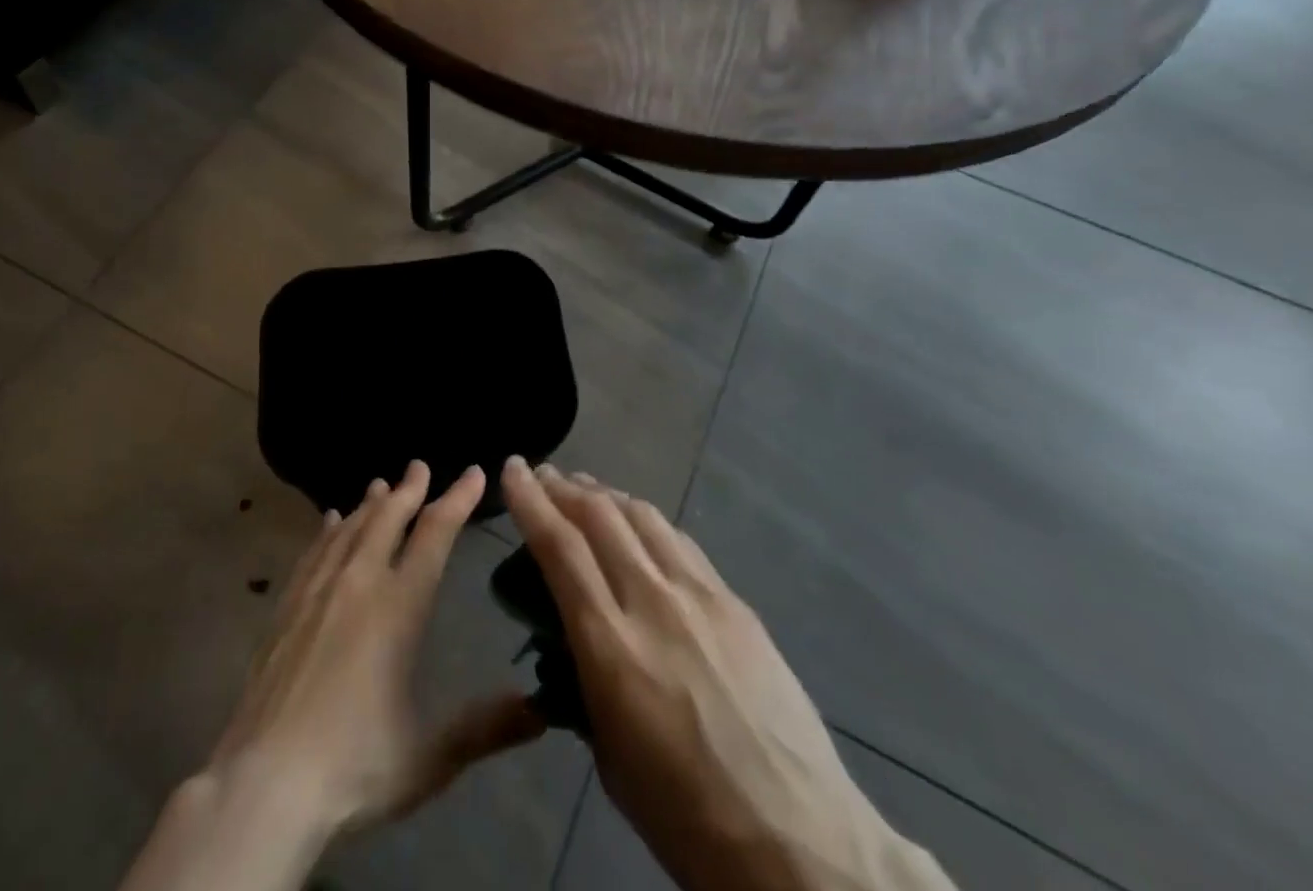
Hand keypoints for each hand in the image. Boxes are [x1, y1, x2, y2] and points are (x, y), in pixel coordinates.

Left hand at [210, 460, 542, 833]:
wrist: (264, 785)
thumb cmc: (354, 767)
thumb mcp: (430, 756)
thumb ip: (487, 727)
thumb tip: (543, 709)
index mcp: (399, 606)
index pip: (435, 534)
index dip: (458, 499)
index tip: (475, 472)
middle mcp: (359, 583)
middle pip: (388, 518)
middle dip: (409, 489)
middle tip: (419, 465)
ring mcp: (317, 592)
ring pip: (350, 528)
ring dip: (370, 503)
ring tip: (380, 484)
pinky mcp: (286, 609)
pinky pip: (313, 552)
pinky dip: (328, 530)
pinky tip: (330, 521)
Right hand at [502, 460, 952, 890]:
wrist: (801, 842)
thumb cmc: (689, 820)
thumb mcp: (611, 760)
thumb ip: (586, 685)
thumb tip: (575, 644)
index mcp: (612, 648)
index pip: (560, 549)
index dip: (530, 501)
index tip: (511, 470)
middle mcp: (653, 603)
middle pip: (601, 516)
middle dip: (563, 487)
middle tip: (542, 474)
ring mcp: (701, 596)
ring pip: (643, 517)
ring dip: (606, 495)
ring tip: (585, 489)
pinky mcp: (736, 602)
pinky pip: (680, 543)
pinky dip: (647, 523)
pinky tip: (640, 527)